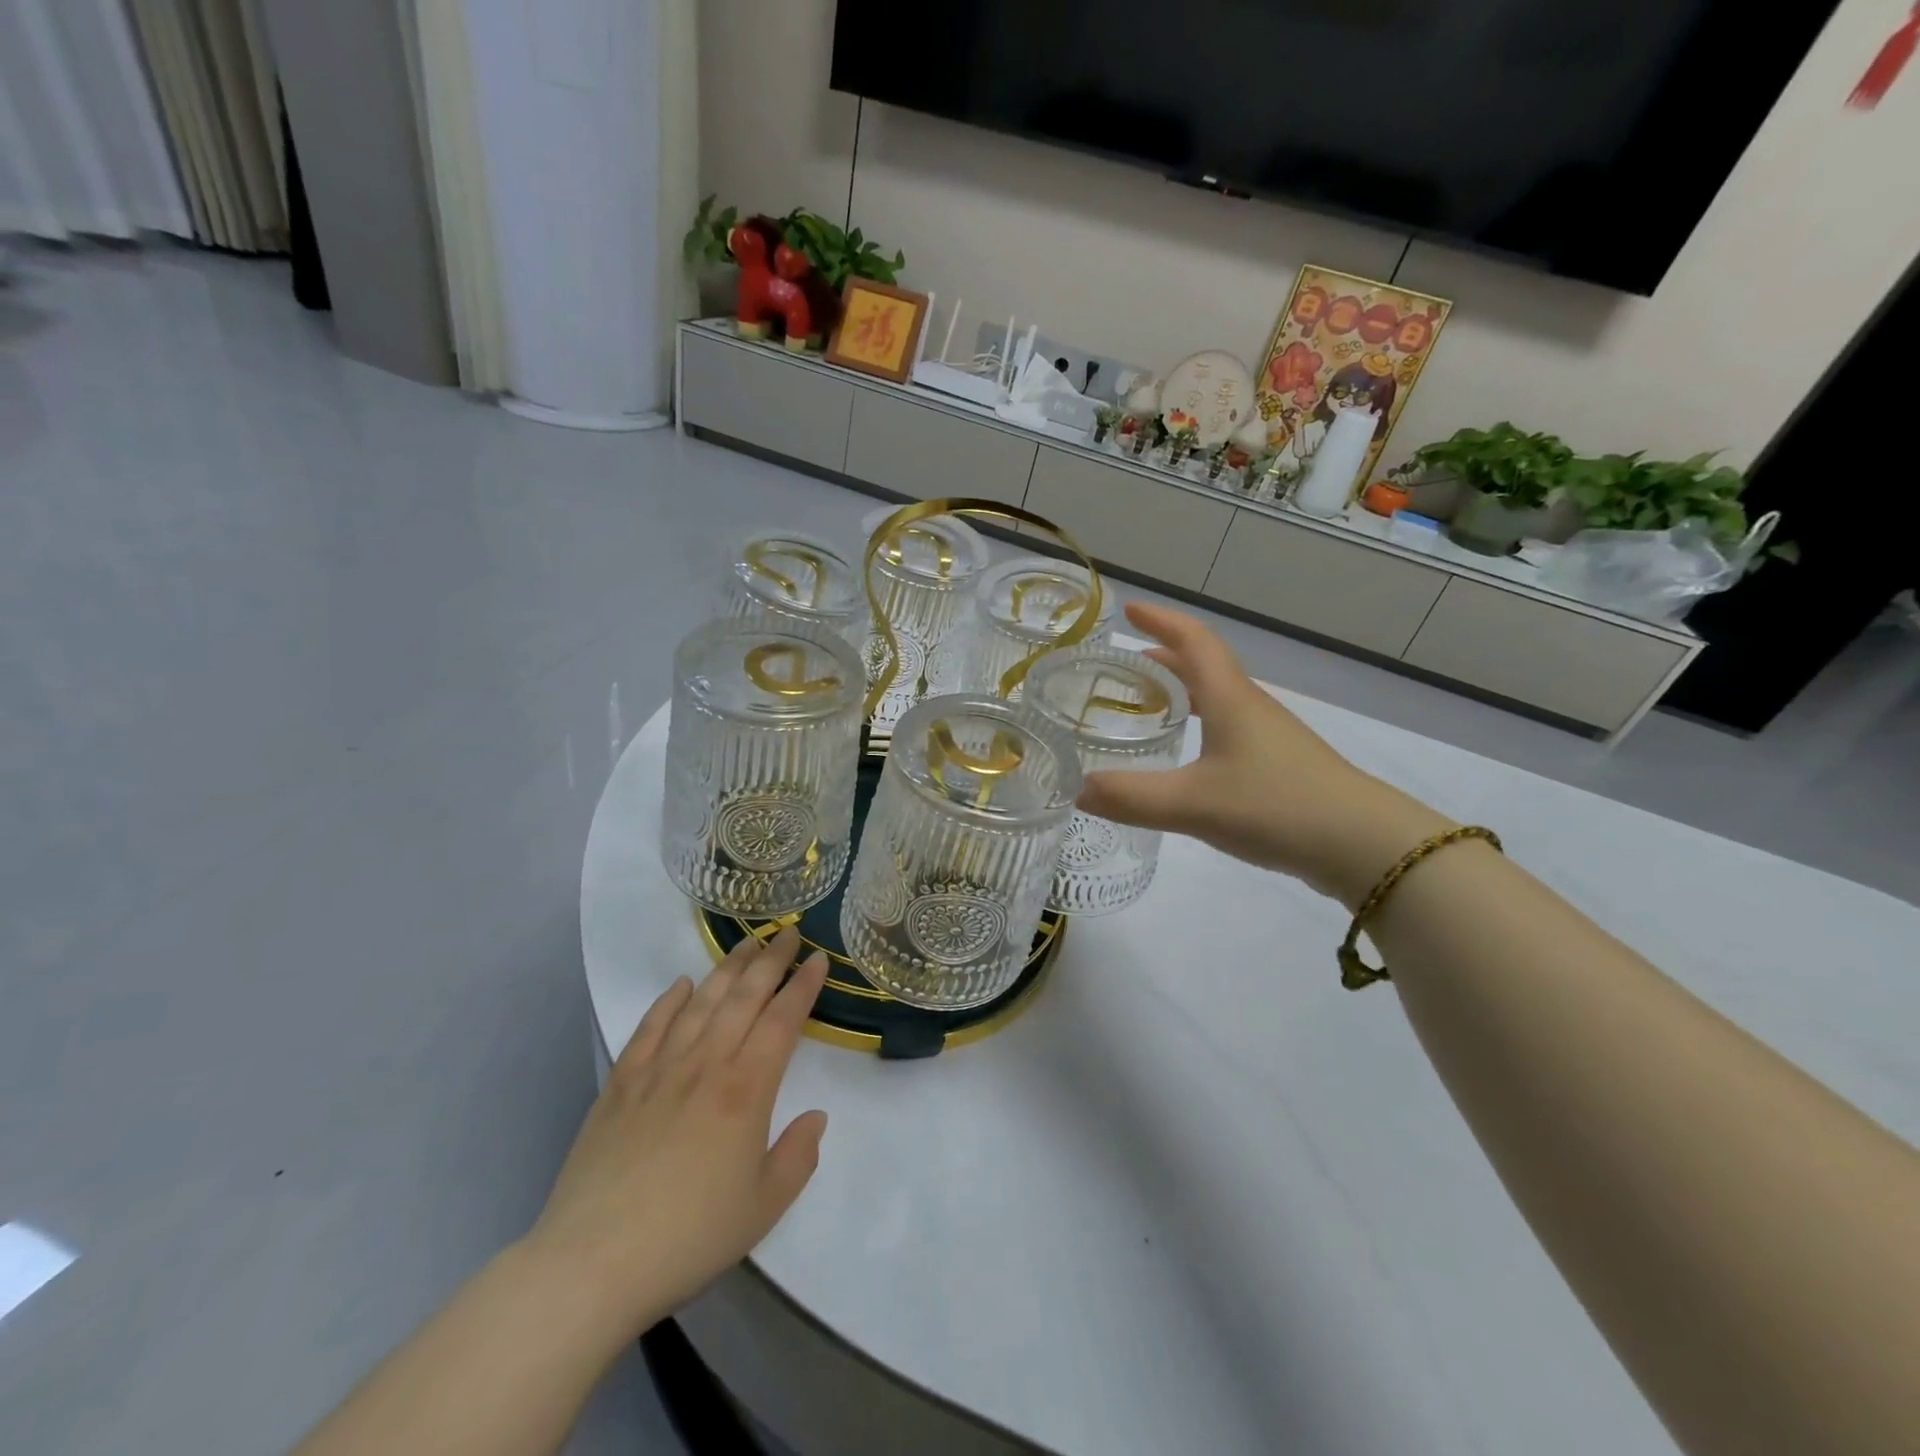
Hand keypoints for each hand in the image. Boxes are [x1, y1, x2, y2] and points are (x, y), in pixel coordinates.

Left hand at [522, 928, 829, 1340]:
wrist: (592, 1264)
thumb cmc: (689, 1237)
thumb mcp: (764, 1207)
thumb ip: (798, 1156)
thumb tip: (815, 1116)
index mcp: (746, 1090)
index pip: (783, 1020)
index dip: (804, 986)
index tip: (819, 959)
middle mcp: (706, 1065)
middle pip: (744, 997)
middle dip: (771, 960)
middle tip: (789, 932)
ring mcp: (659, 1070)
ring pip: (701, 1002)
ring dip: (727, 968)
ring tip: (746, 943)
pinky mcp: (620, 1084)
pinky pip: (649, 1028)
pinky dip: (668, 1001)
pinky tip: (681, 984)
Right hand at [1077, 602, 1451, 908]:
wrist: (1363, 845)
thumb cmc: (1276, 806)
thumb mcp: (1193, 804)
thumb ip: (1131, 798)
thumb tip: (1074, 790)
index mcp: (1230, 699)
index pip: (1194, 641)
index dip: (1161, 621)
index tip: (1129, 609)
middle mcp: (1250, 708)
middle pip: (1205, 666)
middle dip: (1164, 658)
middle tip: (1124, 666)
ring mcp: (1269, 737)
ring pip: (1218, 699)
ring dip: (1182, 692)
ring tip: (1147, 707)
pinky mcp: (1279, 766)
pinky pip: (1228, 729)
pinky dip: (1199, 725)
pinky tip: (1188, 758)